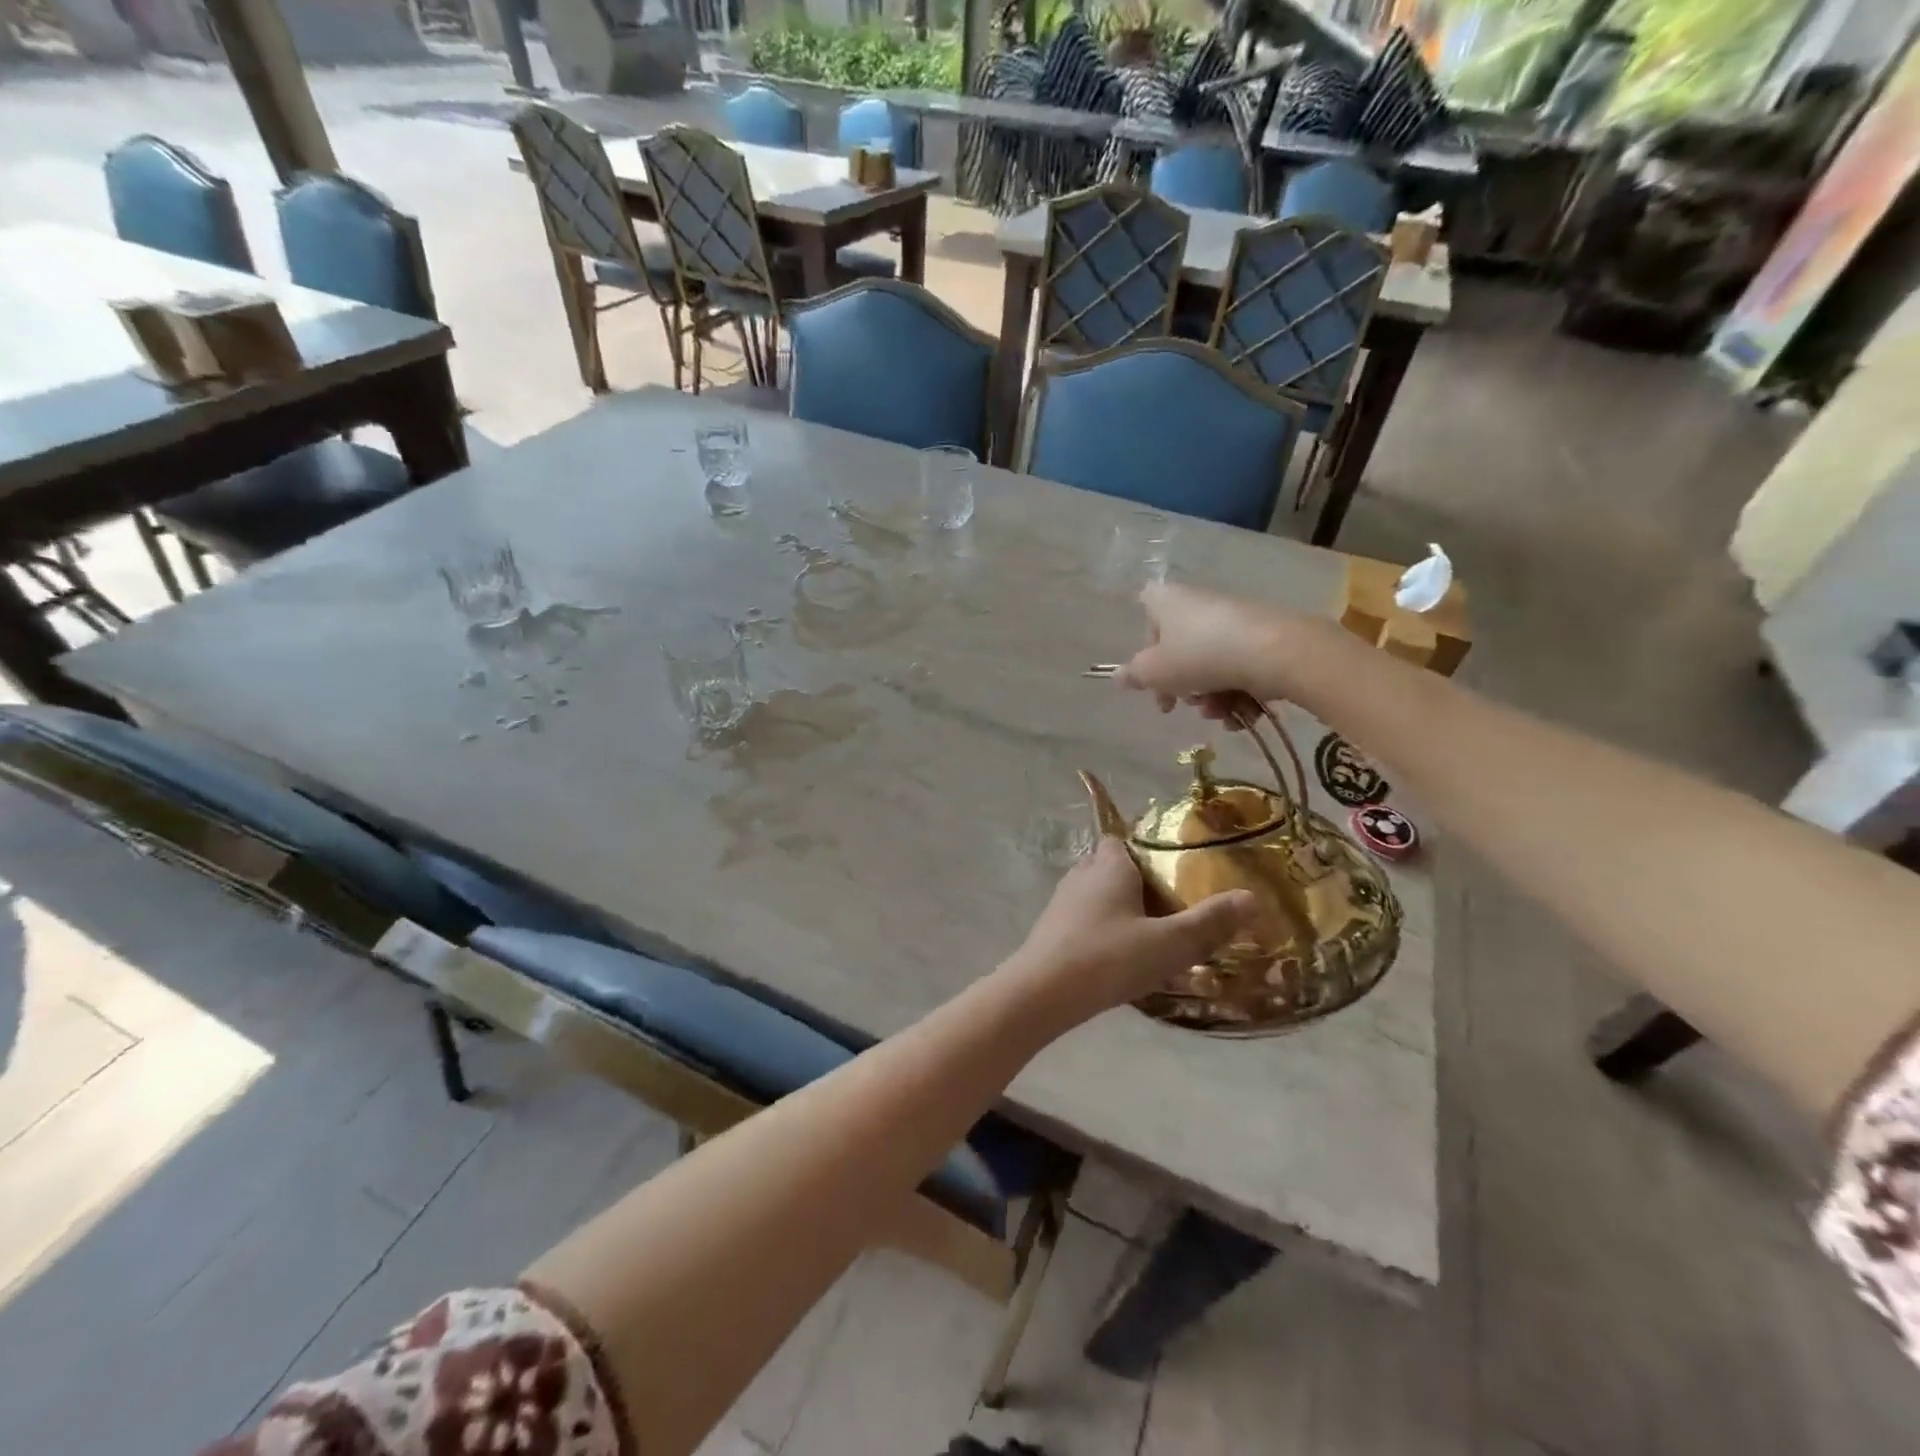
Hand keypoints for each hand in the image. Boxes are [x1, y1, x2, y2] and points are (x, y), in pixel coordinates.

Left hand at [1004, 837, 1253, 1026]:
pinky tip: (1121, 956)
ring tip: (1152, 932)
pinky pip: (1085, 920)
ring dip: (1121, 907)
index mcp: (1108, 865)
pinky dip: (1104, 929)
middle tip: (1172, 904)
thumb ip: (1209, 922)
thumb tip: (1252, 898)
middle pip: (1112, 866)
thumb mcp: (1168, 943)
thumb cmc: (1107, 958)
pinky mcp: (1052, 931)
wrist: (1041, 993)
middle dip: (1138, 880)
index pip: (1123, 839)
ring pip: (1097, 894)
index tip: (1174, 866)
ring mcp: (1062, 903)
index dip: (1146, 848)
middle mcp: (1082, 875)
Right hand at [1114, 583, 1316, 719]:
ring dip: (1212, 698)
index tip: (1152, 680)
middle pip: (1181, 650)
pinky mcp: (1263, 636)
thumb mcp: (1155, 672)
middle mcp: (1199, 603)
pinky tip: (1244, 714)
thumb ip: (1134, 675)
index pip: (1146, 619)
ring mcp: (1233, 619)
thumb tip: (1118, 677)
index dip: (1146, 651)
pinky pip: (1240, 668)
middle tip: (1186, 706)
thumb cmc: (1200, 655)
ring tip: (1221, 714)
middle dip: (1184, 686)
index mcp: (1167, 601)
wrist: (1275, 651)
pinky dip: (1239, 693)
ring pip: (1212, 665)